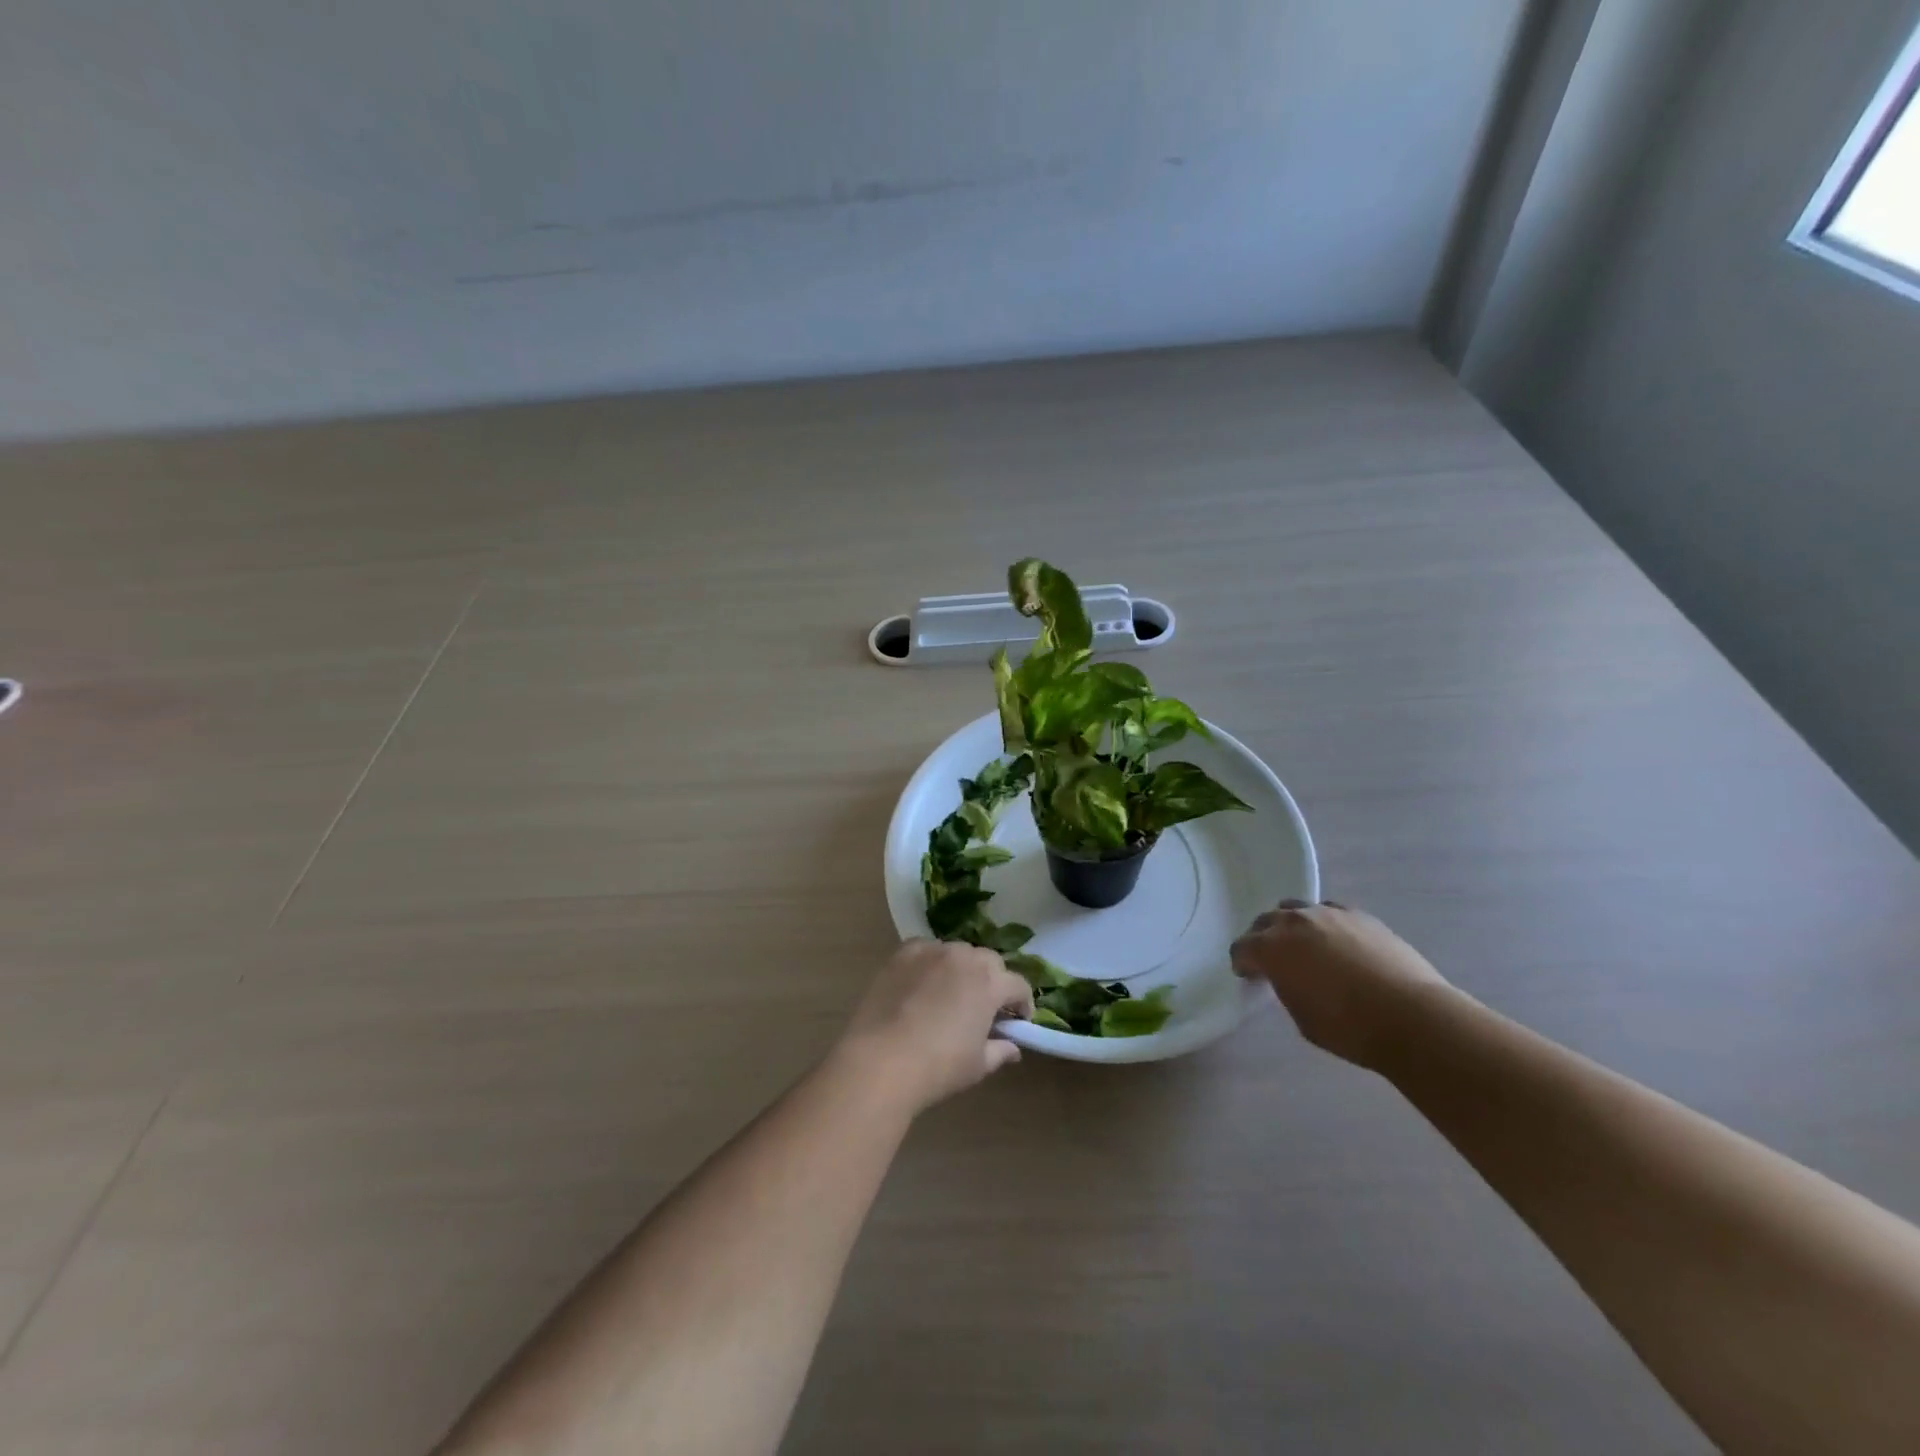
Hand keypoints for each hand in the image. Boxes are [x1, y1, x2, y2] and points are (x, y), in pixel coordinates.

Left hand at [833, 940, 1034, 1114]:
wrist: (881, 1060)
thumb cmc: (938, 1067)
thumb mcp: (977, 1065)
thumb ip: (1000, 1051)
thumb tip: (1013, 1048)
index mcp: (990, 983)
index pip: (1018, 984)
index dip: (1023, 1003)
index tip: (1017, 1020)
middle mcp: (965, 957)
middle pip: (989, 961)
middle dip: (994, 980)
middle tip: (985, 1006)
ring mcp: (932, 951)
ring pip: (958, 952)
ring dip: (963, 968)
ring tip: (951, 993)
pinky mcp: (903, 952)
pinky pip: (927, 950)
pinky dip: (932, 962)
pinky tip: (923, 983)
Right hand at [1231, 900, 1450, 1070]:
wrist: (1412, 1017)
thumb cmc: (1349, 1028)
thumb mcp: (1301, 1016)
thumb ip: (1286, 988)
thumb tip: (1288, 978)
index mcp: (1271, 949)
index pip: (1241, 948)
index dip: (1243, 963)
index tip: (1250, 977)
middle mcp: (1294, 922)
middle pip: (1265, 921)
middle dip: (1263, 939)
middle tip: (1273, 960)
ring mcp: (1328, 914)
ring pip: (1297, 909)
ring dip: (1293, 926)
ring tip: (1305, 947)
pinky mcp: (1360, 915)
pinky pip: (1330, 912)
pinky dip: (1326, 925)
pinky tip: (1338, 944)